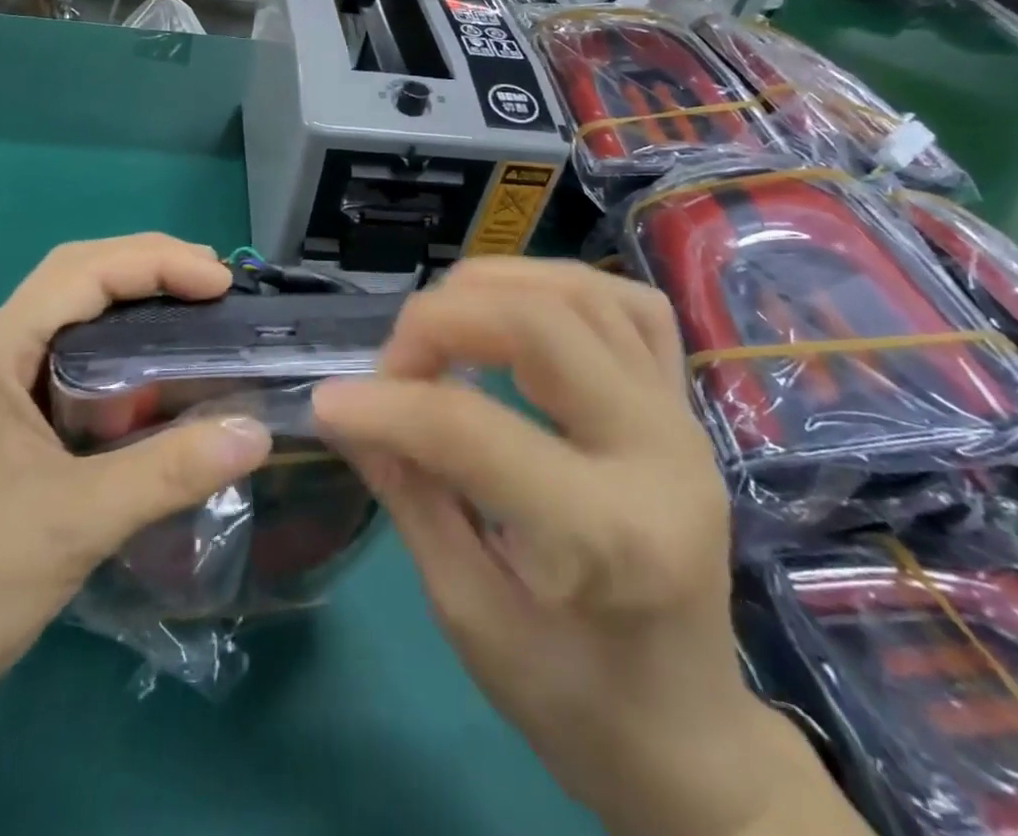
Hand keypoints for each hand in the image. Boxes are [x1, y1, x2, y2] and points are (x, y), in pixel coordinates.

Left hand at [0, 235, 272, 753]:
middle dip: (148, 269)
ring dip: (133, 306)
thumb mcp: (74, 523)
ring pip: (70, 318)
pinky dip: (118, 354)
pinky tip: (154, 379)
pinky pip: (67, 363)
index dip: (158, 263)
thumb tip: (258, 433)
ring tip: (196, 316)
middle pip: (75, 278)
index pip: (82, 272)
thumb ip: (170, 471)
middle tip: (215, 285)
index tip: (222, 282)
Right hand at [313, 260, 855, 835]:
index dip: (386, 406)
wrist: (689, 732)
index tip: (328, 403)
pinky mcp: (683, 403)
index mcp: (610, 538)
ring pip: (582, 293)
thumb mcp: (469, 614)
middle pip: (540, 326)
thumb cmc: (574, 698)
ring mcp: (682, 418)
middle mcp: (660, 455)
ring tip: (440, 325)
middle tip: (392, 363)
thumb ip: (410, 495)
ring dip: (491, 288)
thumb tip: (348, 411)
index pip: (474, 432)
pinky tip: (515, 310)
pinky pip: (628, 304)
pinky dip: (558, 285)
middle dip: (439, 322)